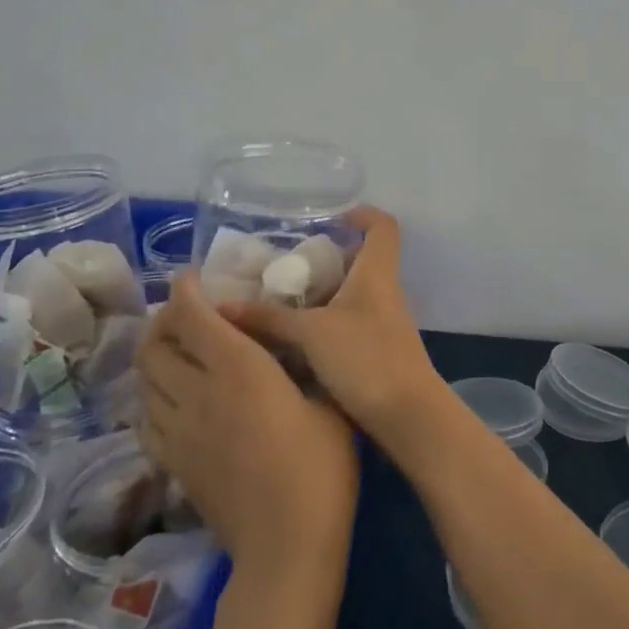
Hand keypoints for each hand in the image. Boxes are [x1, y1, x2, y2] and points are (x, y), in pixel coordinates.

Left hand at [138, 271, 359, 580]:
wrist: (286, 545)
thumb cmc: (320, 466)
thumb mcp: (326, 400)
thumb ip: (302, 366)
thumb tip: (291, 347)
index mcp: (238, 368)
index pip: (193, 316)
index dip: (185, 290)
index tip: (192, 275)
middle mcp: (198, 392)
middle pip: (154, 345)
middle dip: (164, 319)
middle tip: (186, 311)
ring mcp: (179, 431)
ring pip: (145, 381)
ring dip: (155, 355)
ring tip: (179, 348)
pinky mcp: (173, 464)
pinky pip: (147, 418)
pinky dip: (153, 396)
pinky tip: (174, 398)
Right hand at [221, 207, 448, 448]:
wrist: (407, 414)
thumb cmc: (365, 358)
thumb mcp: (310, 334)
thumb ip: (268, 318)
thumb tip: (221, 307)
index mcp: (376, 273)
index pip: (383, 226)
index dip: (362, 214)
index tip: (331, 218)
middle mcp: (384, 291)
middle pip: (361, 260)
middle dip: (326, 259)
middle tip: (286, 267)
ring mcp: (383, 321)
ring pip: (352, 293)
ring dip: (321, 294)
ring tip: (279, 301)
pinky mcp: (378, 349)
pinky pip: (349, 321)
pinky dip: (324, 321)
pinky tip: (293, 338)